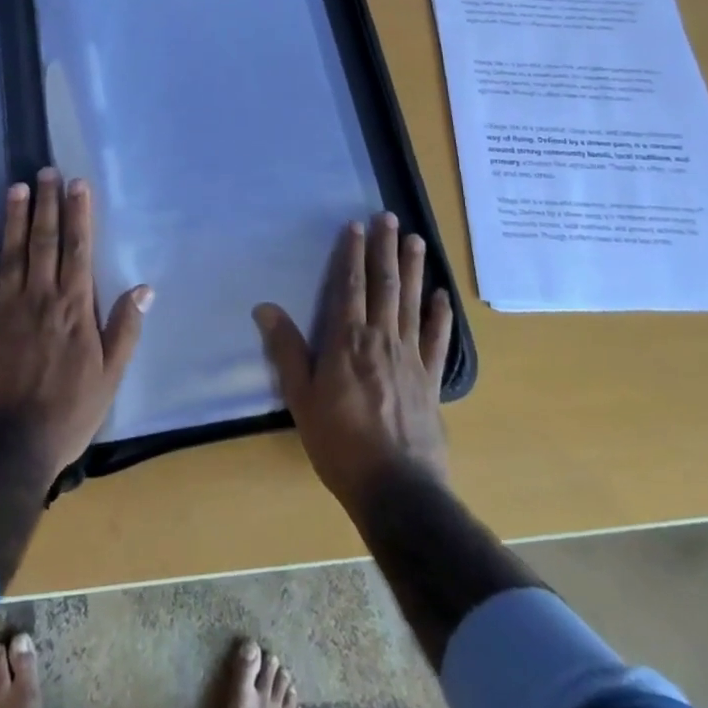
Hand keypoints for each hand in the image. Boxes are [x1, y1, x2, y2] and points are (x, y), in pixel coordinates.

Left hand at [0, 169, 151, 483]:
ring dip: (15, 216)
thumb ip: (125, 329)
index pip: (78, 250)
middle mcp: (40, 297)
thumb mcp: (109, 377)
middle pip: (44, 241)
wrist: (9, 448)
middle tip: (47, 171)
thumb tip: (144, 288)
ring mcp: (5, 307)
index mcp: (74, 308)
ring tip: (18, 185)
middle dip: (48, 203)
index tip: (78, 184)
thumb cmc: (67, 413)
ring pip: (12, 251)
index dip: (78, 214)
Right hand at [253, 213, 454, 520]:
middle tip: (389, 217)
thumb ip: (287, 350)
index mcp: (347, 341)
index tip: (355, 225)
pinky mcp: (431, 380)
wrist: (397, 489)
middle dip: (385, 249)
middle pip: (384, 285)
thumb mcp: (301, 398)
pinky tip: (442, 296)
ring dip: (413, 269)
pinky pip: (437, 340)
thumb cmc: (340, 443)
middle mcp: (381, 339)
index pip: (349, 286)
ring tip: (416, 240)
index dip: (351, 254)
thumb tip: (265, 307)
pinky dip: (440, 316)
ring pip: (412, 303)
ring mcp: (411, 358)